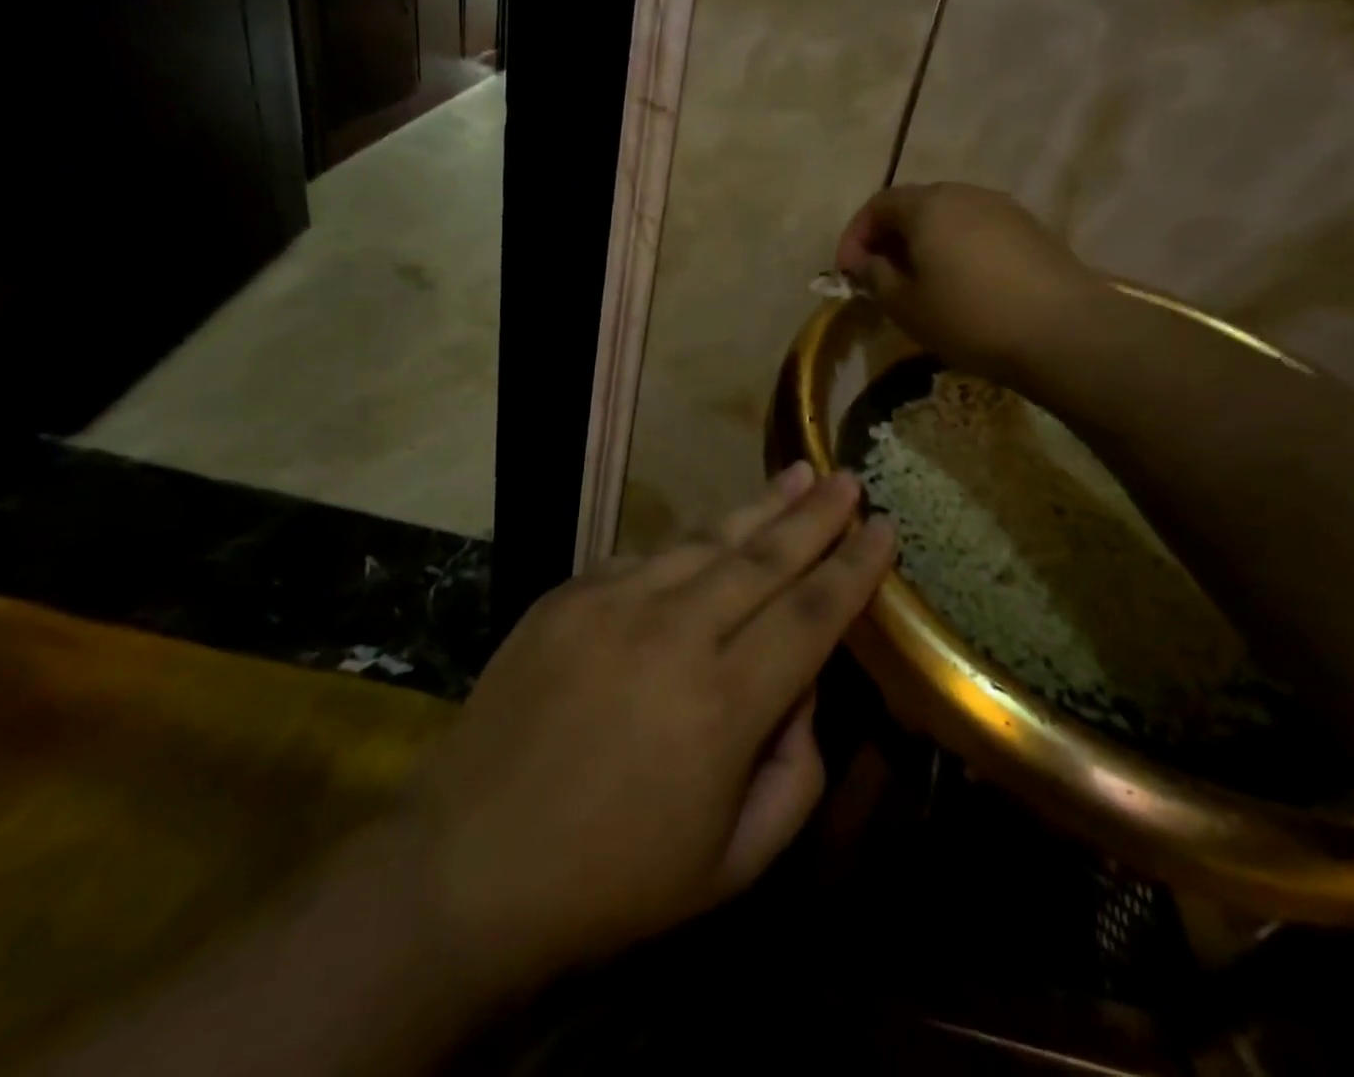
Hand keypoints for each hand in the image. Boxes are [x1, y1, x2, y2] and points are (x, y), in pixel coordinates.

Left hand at [407, 465, 894, 996]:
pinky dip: (688, 549)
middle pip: (764, 558)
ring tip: (797, 476)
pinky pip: (646, 559)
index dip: (854, 568)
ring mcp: (612, 603)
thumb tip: (803, 686)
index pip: (811, 615)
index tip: (884, 528)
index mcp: (723, 705)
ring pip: (705, 540)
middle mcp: (673, 634)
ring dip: (758, 508)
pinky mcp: (567, 594)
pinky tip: (710, 538)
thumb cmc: (613, 878)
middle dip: (815, 516)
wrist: (468, 861)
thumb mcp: (734, 862)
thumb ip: (796, 772)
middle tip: (848, 478)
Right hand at [834, 183, 1102, 380]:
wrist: (1064, 332)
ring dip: (925, 246)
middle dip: (890, 239)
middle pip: (915, 206)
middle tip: (880, 278)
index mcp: (929, 205)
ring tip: (920, 286)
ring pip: (950, 219)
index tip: (847, 273)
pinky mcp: (1033, 231)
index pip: (878, 204)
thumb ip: (876, 277)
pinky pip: (979, 233)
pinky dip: (958, 252)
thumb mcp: (906, 305)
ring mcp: (1005, 209)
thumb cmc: (970, 318)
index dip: (855, 236)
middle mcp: (966, 194)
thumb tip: (867, 262)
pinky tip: (963, 288)